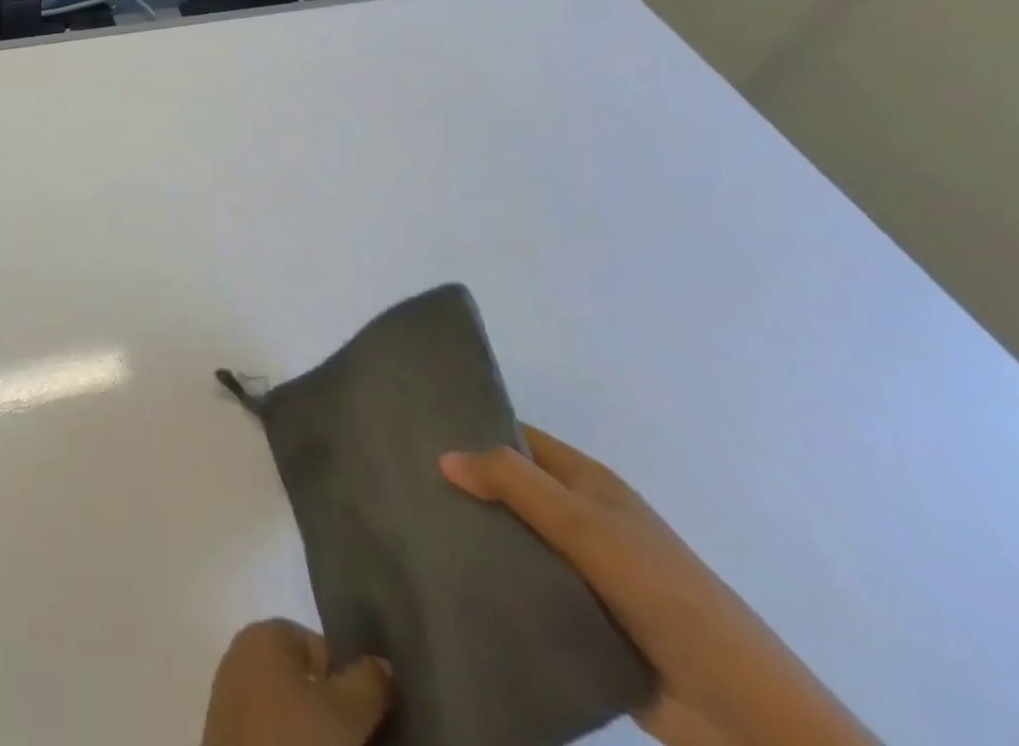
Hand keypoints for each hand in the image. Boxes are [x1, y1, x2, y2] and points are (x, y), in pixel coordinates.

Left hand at [200, 619, 391, 745]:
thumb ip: (369, 682)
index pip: (320, 647)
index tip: (368, 722)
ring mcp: (230, 698)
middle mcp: (243, 655)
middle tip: (359, 743)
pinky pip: (270, 734)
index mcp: (265, 634)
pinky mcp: (225, 738)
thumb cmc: (297, 743)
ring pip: (287, 711)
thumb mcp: (347, 713)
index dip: (349, 684)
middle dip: (331, 712)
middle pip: (303, 680)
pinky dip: (289, 744)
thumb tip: (383, 664)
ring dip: (312, 734)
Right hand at [441, 427, 875, 745]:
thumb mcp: (586, 526)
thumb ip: (515, 484)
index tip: (415, 427)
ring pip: (511, 543)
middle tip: (398, 480)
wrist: (741, 712)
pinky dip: (491, 586)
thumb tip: (443, 455)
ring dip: (473, 539)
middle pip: (509, 490)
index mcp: (587, 484)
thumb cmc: (664, 593)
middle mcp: (579, 520)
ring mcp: (579, 573)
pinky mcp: (576, 622)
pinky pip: (522, 592)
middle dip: (462, 486)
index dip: (472, 427)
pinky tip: (444, 581)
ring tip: (408, 529)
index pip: (517, 438)